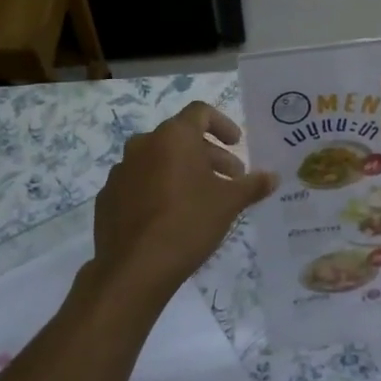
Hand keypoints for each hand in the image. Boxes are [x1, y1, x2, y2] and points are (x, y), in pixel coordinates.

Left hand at [90, 102, 276, 299]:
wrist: (134, 268)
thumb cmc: (188, 223)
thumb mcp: (229, 203)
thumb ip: (252, 185)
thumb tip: (272, 177)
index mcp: (173, 137)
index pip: (200, 112)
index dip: (223, 124)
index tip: (236, 144)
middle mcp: (143, 144)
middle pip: (180, 138)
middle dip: (208, 154)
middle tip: (230, 178)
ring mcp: (121, 171)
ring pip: (158, 160)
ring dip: (182, 171)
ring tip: (202, 198)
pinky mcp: (108, 197)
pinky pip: (139, 183)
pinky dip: (158, 189)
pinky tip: (171, 215)